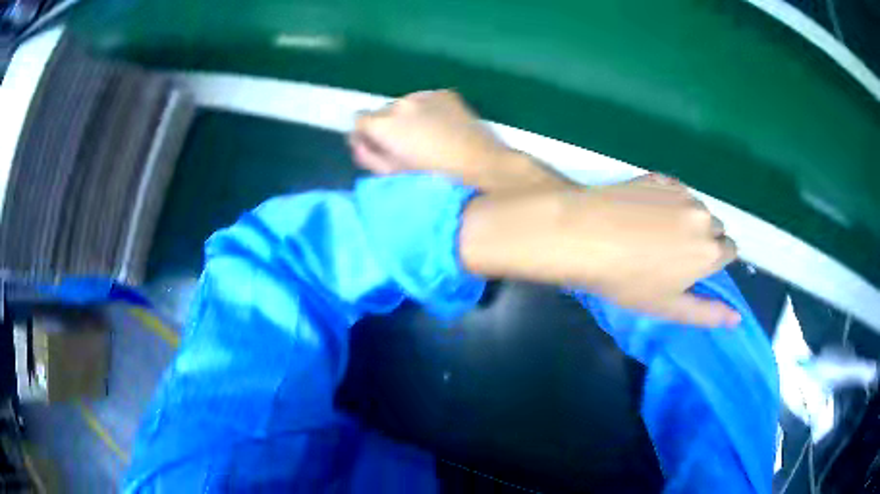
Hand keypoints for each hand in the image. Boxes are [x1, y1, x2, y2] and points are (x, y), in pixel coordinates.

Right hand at [350, 90, 566, 191]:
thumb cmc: (436, 180)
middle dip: (386, 127)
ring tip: (425, 138)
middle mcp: (401, 102)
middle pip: (382, 111)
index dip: (365, 136)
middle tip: (404, 148)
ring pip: (403, 105)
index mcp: (386, 123)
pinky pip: (425, 101)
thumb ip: (368, 156)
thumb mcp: (394, 175)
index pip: (358, 120)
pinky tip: (441, 128)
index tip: (377, 149)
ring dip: (407, 119)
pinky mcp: (446, 94)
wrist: (485, 168)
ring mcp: (425, 95)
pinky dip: (426, 112)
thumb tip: (356, 142)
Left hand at [459, 175, 740, 327]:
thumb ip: (708, 313)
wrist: (584, 234)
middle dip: (702, 240)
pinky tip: (643, 214)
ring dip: (686, 219)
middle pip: (715, 228)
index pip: (730, 251)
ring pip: (697, 208)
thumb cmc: (627, 279)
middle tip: (670, 255)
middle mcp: (704, 216)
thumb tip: (738, 318)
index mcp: (711, 250)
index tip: (692, 269)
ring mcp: (682, 192)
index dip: (713, 261)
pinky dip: (669, 201)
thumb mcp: (669, 307)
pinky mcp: (660, 176)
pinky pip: (676, 191)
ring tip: (653, 234)